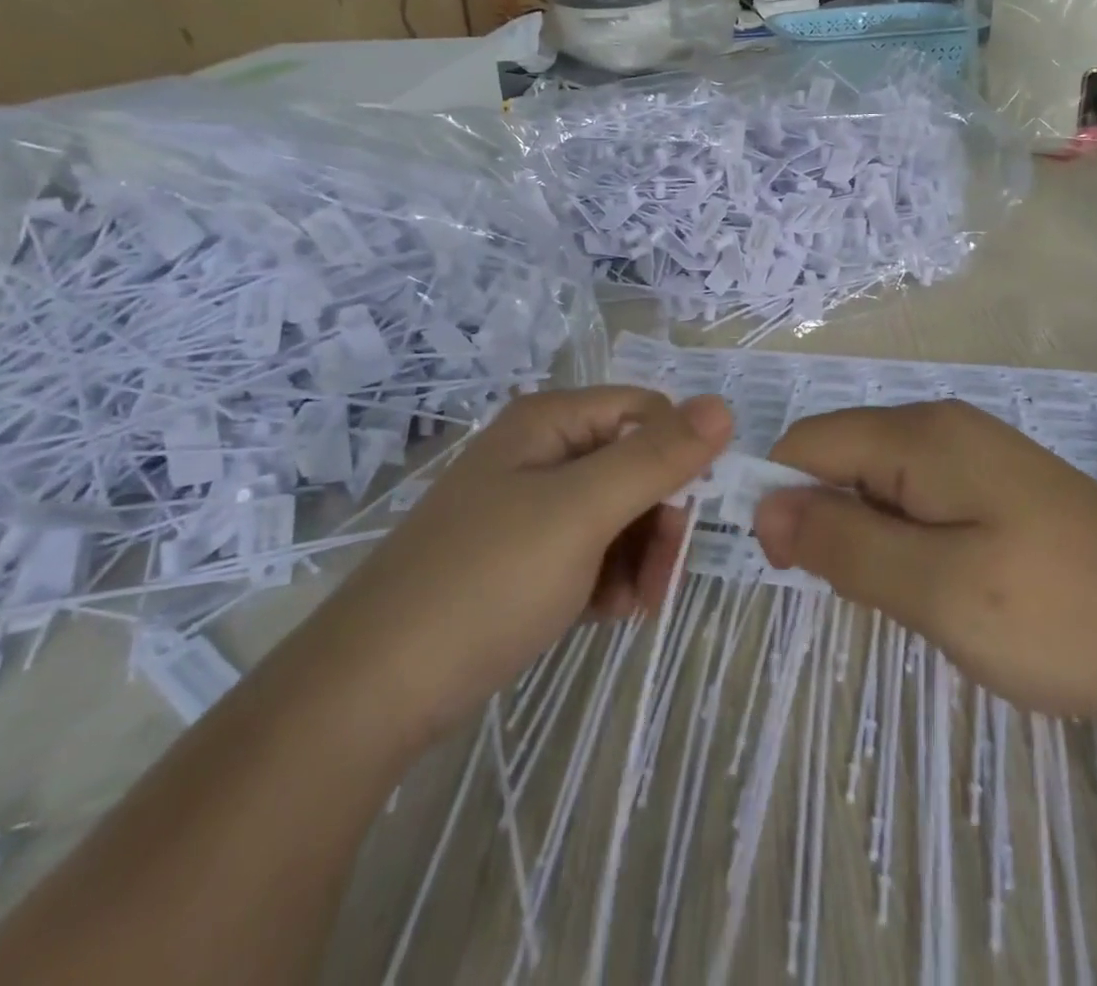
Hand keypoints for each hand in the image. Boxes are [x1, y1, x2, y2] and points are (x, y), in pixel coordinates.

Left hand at [286, 387, 732, 753]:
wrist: (374, 691)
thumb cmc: (486, 582)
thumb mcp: (581, 512)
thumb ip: (655, 458)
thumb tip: (722, 406)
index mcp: (549, 422)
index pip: (646, 412)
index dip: (679, 456)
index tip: (693, 516)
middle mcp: (540, 453)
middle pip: (635, 463)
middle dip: (660, 517)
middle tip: (664, 575)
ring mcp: (528, 507)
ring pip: (618, 512)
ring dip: (639, 555)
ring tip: (631, 604)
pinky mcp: (522, 557)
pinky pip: (590, 551)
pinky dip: (610, 578)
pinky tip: (606, 613)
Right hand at [753, 401, 1096, 729]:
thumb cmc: (1058, 614)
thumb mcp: (936, 589)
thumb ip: (843, 542)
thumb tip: (765, 505)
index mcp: (920, 434)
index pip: (808, 442)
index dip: (782, 498)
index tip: (792, 570)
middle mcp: (942, 426)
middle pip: (842, 458)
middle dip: (831, 522)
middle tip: (872, 596)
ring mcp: (974, 452)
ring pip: (879, 483)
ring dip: (871, 538)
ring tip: (917, 598)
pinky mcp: (997, 484)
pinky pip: (919, 498)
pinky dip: (908, 541)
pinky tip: (950, 585)